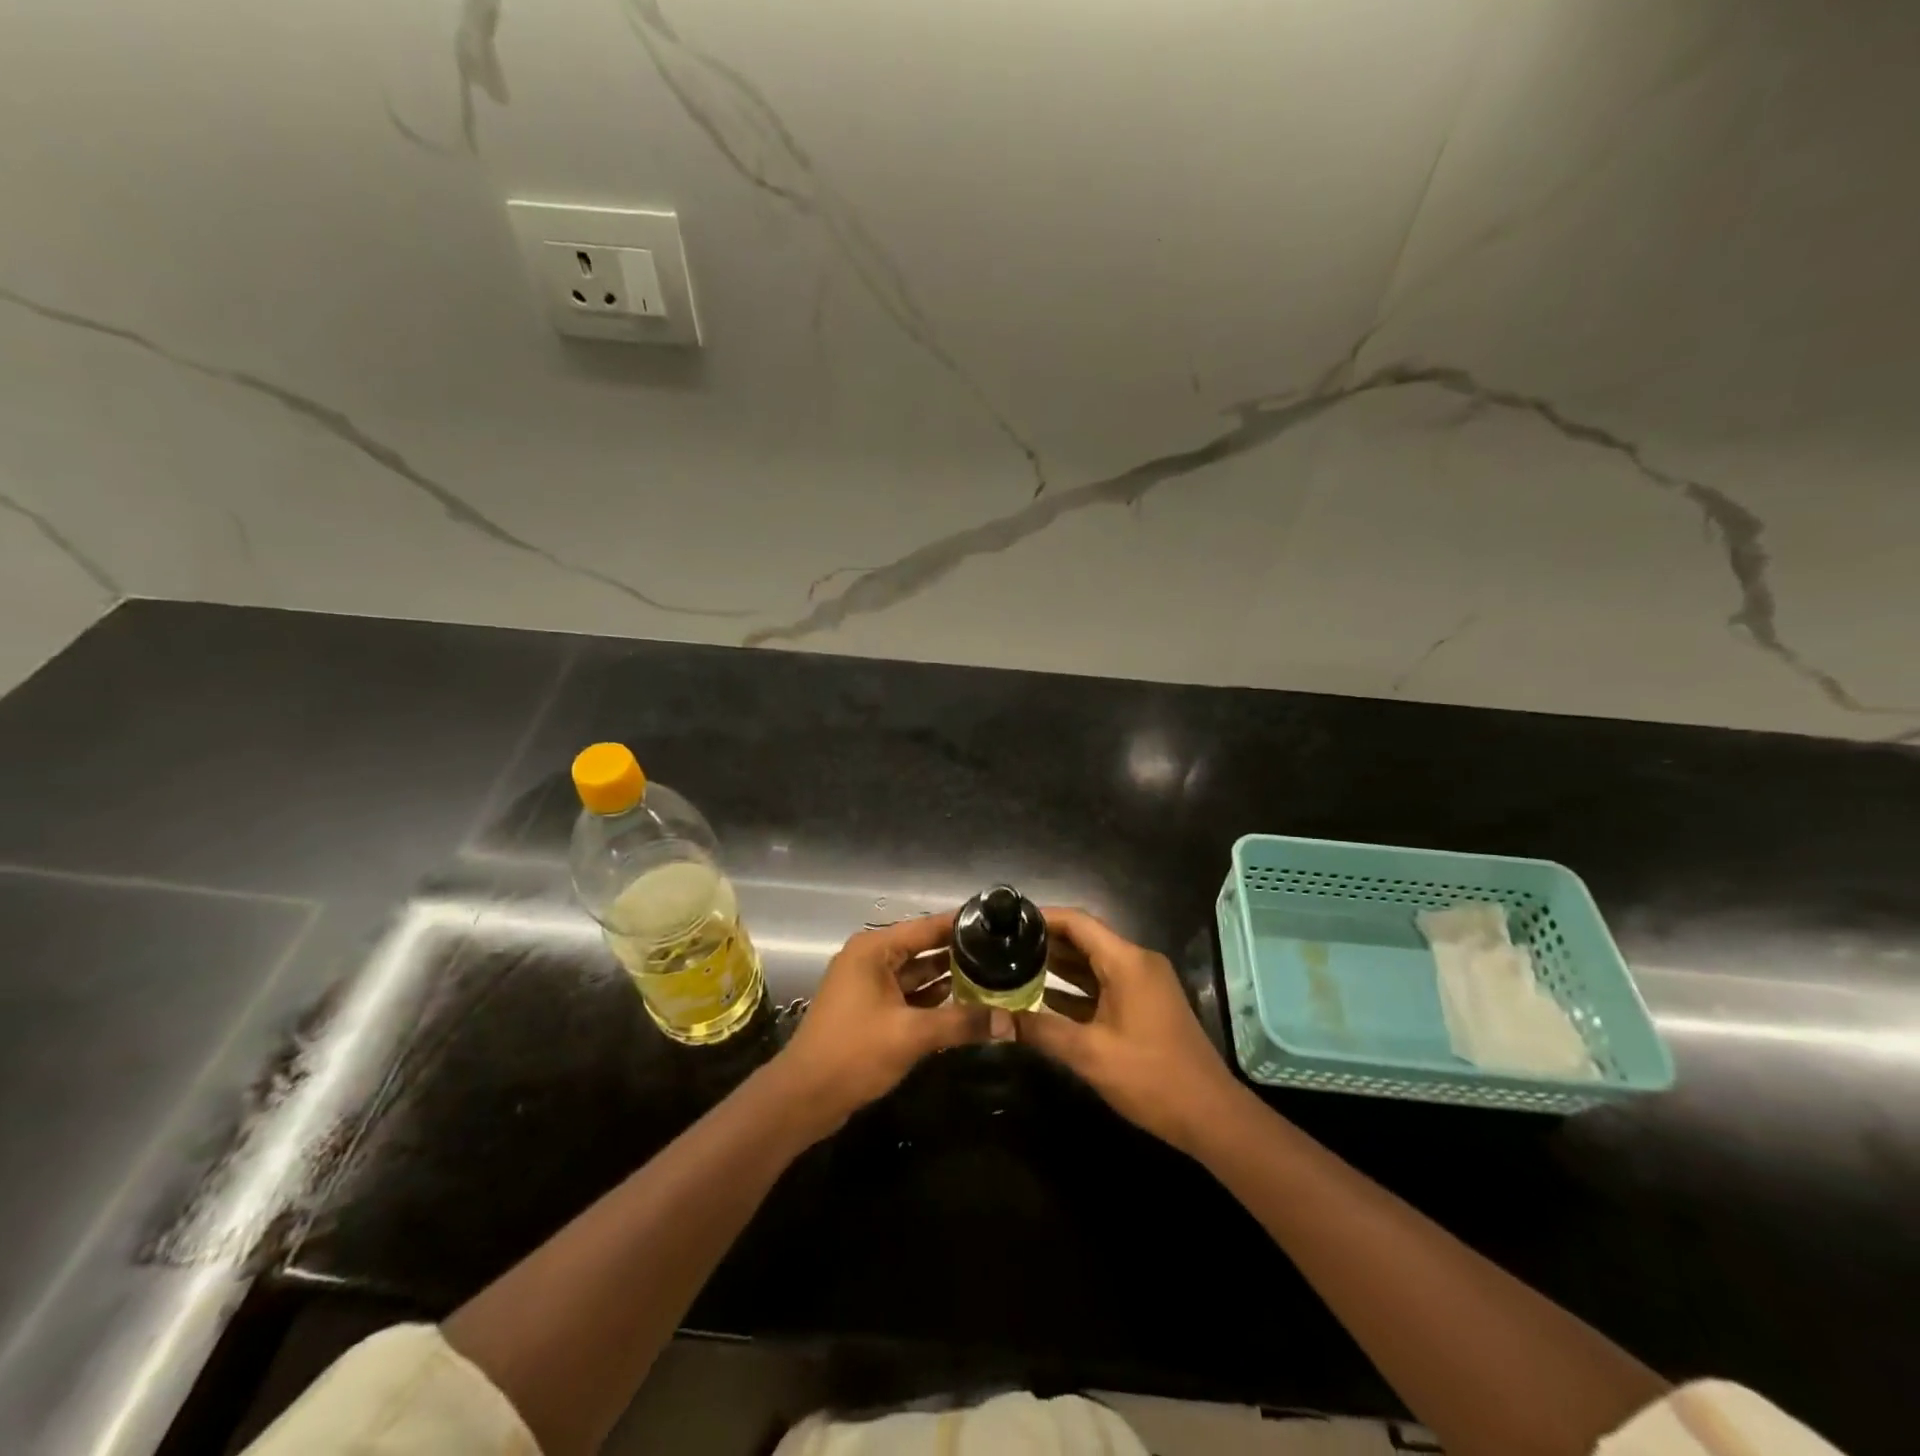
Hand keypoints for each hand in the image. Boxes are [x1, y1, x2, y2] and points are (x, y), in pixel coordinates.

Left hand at [777, 914, 987, 1132]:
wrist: (803, 1097)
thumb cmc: (854, 1052)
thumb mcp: (912, 1035)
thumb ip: (962, 1023)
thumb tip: (1010, 1022)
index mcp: (874, 949)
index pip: (927, 927)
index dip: (961, 925)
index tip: (998, 924)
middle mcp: (871, 959)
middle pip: (924, 949)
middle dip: (960, 954)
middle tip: (1003, 953)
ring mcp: (868, 985)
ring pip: (917, 974)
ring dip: (949, 979)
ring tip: (993, 977)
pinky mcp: (870, 1010)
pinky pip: (909, 996)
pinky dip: (933, 1000)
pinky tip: (965, 1005)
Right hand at [1015, 907, 1244, 1154]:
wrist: (1209, 1115)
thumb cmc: (1150, 1077)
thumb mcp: (1089, 1054)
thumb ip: (1041, 1030)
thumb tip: (996, 1020)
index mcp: (1127, 962)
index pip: (1078, 922)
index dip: (1042, 917)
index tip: (1008, 921)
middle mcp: (1137, 962)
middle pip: (1085, 939)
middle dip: (1046, 942)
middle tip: (1004, 947)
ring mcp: (1144, 983)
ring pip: (1094, 962)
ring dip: (1059, 965)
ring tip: (1015, 967)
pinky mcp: (1145, 1004)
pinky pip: (1105, 983)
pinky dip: (1077, 987)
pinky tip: (1044, 998)